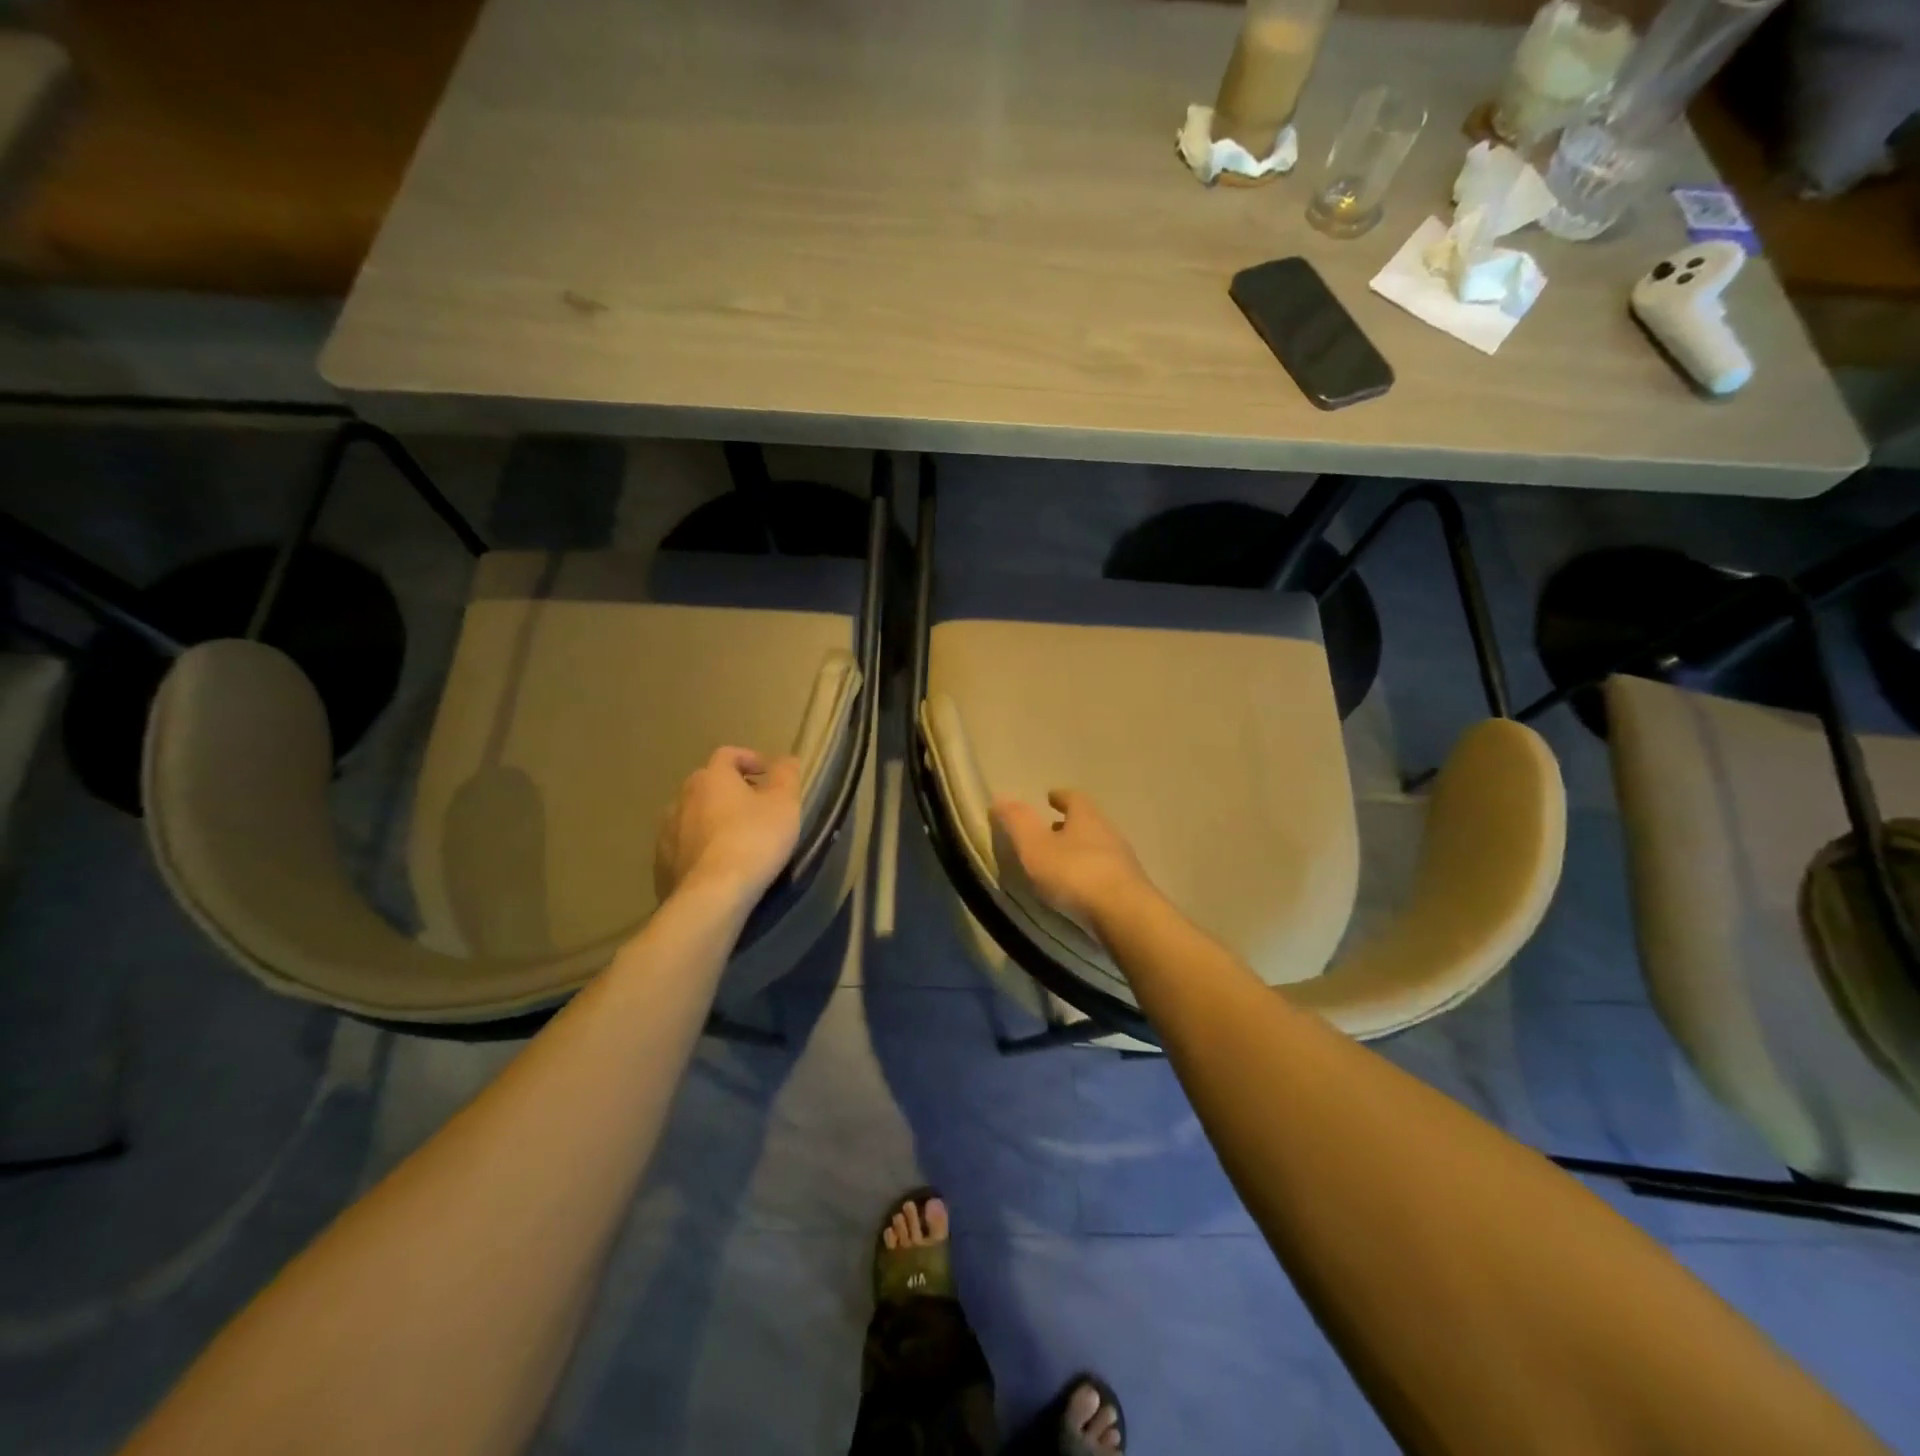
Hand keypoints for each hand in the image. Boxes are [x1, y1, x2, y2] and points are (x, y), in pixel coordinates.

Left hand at [655, 747, 803, 905]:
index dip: (749, 759)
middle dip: (730, 790)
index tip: (767, 774)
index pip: (728, 755)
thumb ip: (786, 775)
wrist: (712, 895)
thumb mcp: (784, 803)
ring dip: (712, 819)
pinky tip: (717, 865)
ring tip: (735, 838)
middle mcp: (682, 798)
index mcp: (711, 778)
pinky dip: (700, 848)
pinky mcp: (662, 864)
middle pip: (707, 784)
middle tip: (755, 807)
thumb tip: (786, 759)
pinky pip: (684, 846)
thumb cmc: (754, 840)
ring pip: (692, 816)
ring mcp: (667, 832)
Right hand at [990, 789, 1152, 927]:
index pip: (1074, 798)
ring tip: (1062, 862)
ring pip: (1098, 847)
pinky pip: (1106, 872)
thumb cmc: (1074, 873)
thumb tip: (1001, 799)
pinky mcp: (1131, 888)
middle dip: (1070, 824)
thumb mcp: (1035, 847)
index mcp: (1086, 817)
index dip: (1061, 796)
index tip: (1050, 797)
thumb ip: (1017, 823)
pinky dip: (1090, 874)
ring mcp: (1123, 861)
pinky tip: (1079, 889)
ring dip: (1080, 850)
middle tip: (1052, 829)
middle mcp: (1109, 833)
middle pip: (1089, 822)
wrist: (1125, 914)